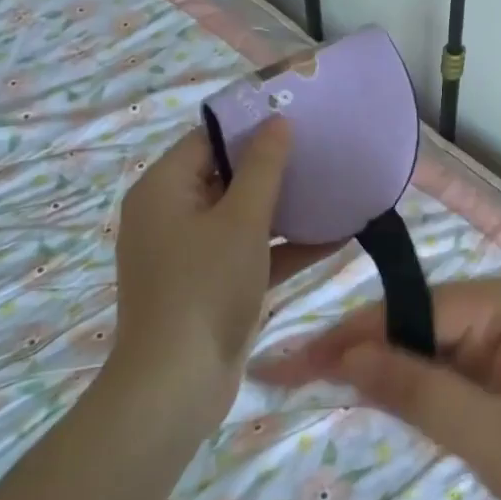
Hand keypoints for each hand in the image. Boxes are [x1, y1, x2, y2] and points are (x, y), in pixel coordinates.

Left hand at [107, 121, 337, 424]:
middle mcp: (171, 214)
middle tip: (322, 149)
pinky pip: (250, 251)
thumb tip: (278, 121)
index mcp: (164, 189)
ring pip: (243, 215)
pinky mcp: (211, 283)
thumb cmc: (205, 287)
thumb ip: (264, 168)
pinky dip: (284, 246)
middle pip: (227, 175)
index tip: (297, 114)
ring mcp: (191, 252)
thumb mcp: (242, 220)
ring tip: (335, 187)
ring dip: (286, 208)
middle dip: (276, 166)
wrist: (176, 385)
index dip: (251, 124)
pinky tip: (336, 237)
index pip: (209, 138)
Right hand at [255, 277, 500, 499]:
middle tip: (289, 376)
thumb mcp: (489, 436)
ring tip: (312, 384)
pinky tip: (375, 398)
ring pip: (427, 348)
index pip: (411, 309)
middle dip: (358, 350)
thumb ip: (415, 390)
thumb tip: (343, 356)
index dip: (349, 337)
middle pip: (415, 323)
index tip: (289, 363)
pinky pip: (448, 371)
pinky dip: (412, 388)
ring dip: (380, 369)